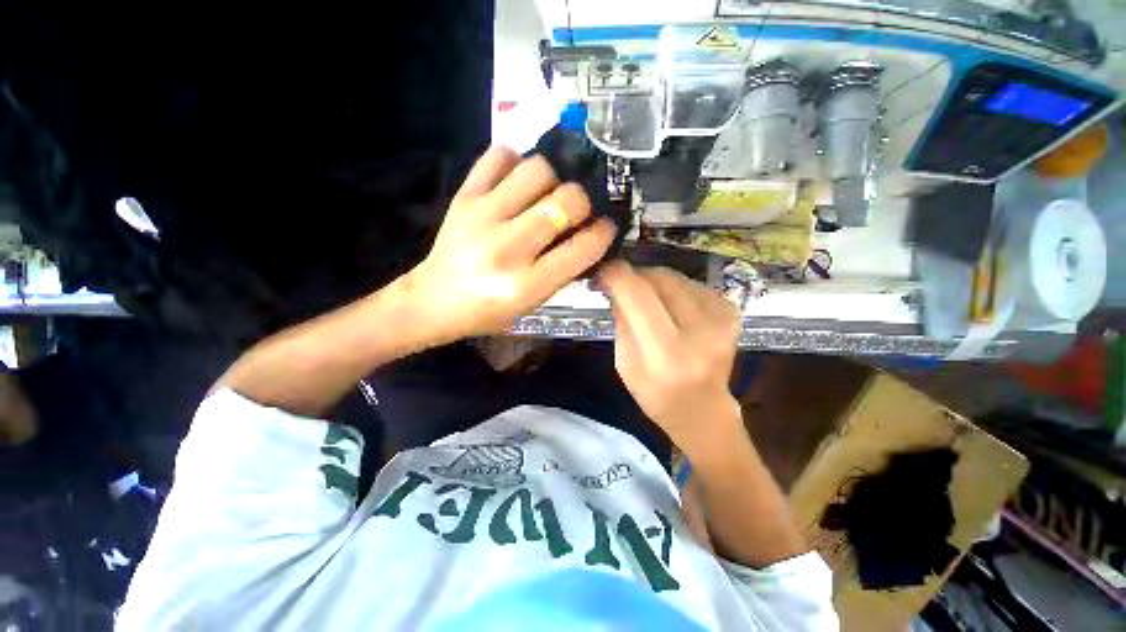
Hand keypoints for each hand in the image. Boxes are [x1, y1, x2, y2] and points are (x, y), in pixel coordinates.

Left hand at [406, 146, 615, 342]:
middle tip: (575, 211)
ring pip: (538, 170)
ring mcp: (482, 216)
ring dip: (552, 180)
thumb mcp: (533, 303)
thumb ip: (563, 270)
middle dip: (582, 202)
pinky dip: (515, 162)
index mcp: (527, 284)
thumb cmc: (488, 311)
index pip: (583, 247)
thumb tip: (588, 234)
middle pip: (566, 200)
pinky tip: (517, 181)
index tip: (605, 228)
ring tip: (545, 195)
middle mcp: (508, 247)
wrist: (434, 300)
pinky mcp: (463, 196)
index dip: (603, 232)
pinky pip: (498, 156)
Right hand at [599, 262, 743, 456]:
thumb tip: (615, 284)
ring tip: (643, 297)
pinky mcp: (731, 311)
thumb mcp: (624, 362)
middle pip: (660, 279)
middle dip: (634, 275)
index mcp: (667, 354)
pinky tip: (668, 305)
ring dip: (653, 281)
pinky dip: (673, 288)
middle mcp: (701, 331)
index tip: (603, 272)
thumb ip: (621, 319)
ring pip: (675, 277)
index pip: (639, 296)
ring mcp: (722, 319)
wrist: (703, 410)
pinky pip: (691, 284)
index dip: (617, 276)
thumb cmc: (655, 394)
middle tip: (620, 284)